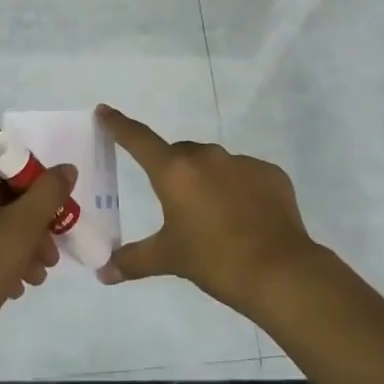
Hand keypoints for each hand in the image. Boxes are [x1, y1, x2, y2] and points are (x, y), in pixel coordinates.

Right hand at [95, 104, 323, 320]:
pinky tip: (245, 218)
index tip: (105, 110)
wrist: (280, 272)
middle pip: (179, 154)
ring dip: (207, 180)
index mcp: (175, 172)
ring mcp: (242, 161)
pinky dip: (239, 189)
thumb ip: (133, 261)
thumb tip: (103, 273)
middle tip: (174, 202)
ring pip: (214, 163)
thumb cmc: (215, 261)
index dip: (118, 124)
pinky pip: (245, 174)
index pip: (138, 139)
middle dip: (173, 170)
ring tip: (214, 215)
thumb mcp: (169, 259)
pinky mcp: (270, 173)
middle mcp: (206, 157)